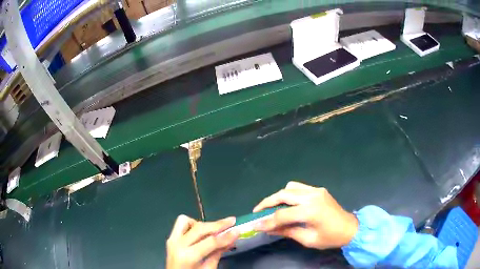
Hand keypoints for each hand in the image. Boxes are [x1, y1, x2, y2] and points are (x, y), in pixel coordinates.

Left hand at [166, 215, 238, 268]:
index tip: (238, 229)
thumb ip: (218, 253)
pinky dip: (192, 225)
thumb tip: (231, 240)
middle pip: (200, 228)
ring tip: (213, 230)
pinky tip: (201, 233)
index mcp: (187, 256)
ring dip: (201, 224)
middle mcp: (177, 244)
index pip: (211, 241)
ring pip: (186, 221)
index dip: (226, 235)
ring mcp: (172, 240)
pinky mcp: (170, 238)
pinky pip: (181, 225)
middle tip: (231, 221)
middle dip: (218, 224)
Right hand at [253, 181, 357, 249]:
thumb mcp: (308, 239)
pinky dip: (289, 193)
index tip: (255, 225)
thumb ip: (287, 231)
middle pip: (283, 195)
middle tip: (257, 212)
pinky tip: (287, 203)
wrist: (350, 228)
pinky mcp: (318, 190)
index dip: (267, 221)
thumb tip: (268, 228)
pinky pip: (299, 187)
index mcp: (311, 211)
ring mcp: (316, 190)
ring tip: (271, 208)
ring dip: (277, 196)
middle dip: (267, 203)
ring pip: (289, 187)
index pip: (282, 215)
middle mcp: (312, 196)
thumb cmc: (330, 238)